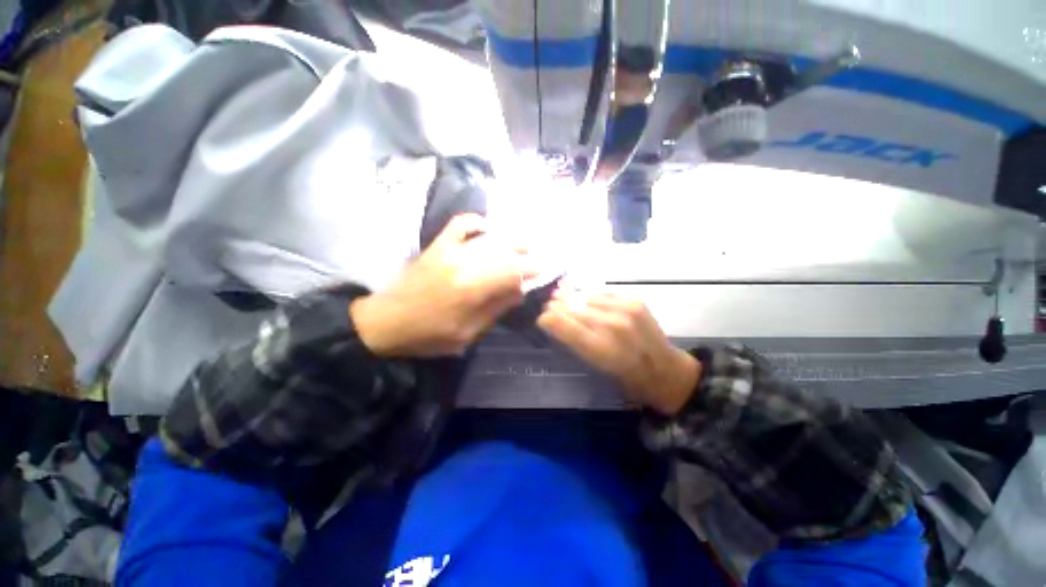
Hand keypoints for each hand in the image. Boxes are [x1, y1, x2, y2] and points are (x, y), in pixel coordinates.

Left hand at [351, 214, 533, 356]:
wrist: (387, 321)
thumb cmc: (429, 335)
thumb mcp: (468, 333)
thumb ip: (495, 309)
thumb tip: (519, 291)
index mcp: (472, 288)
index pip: (511, 271)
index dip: (529, 270)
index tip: (540, 272)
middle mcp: (464, 262)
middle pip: (503, 251)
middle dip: (524, 253)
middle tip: (535, 257)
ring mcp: (449, 250)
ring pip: (488, 238)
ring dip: (509, 239)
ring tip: (522, 243)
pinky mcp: (438, 246)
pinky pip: (460, 224)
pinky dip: (476, 222)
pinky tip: (487, 228)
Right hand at [537, 291, 700, 415]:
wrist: (664, 370)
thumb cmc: (626, 376)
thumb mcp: (596, 366)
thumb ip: (575, 341)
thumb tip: (554, 320)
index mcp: (600, 350)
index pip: (564, 326)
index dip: (548, 319)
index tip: (540, 317)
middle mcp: (611, 327)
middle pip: (573, 308)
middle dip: (557, 306)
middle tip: (548, 305)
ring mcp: (624, 311)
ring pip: (586, 298)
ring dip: (570, 297)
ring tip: (560, 295)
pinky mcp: (634, 301)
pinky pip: (602, 294)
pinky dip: (589, 296)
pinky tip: (582, 296)